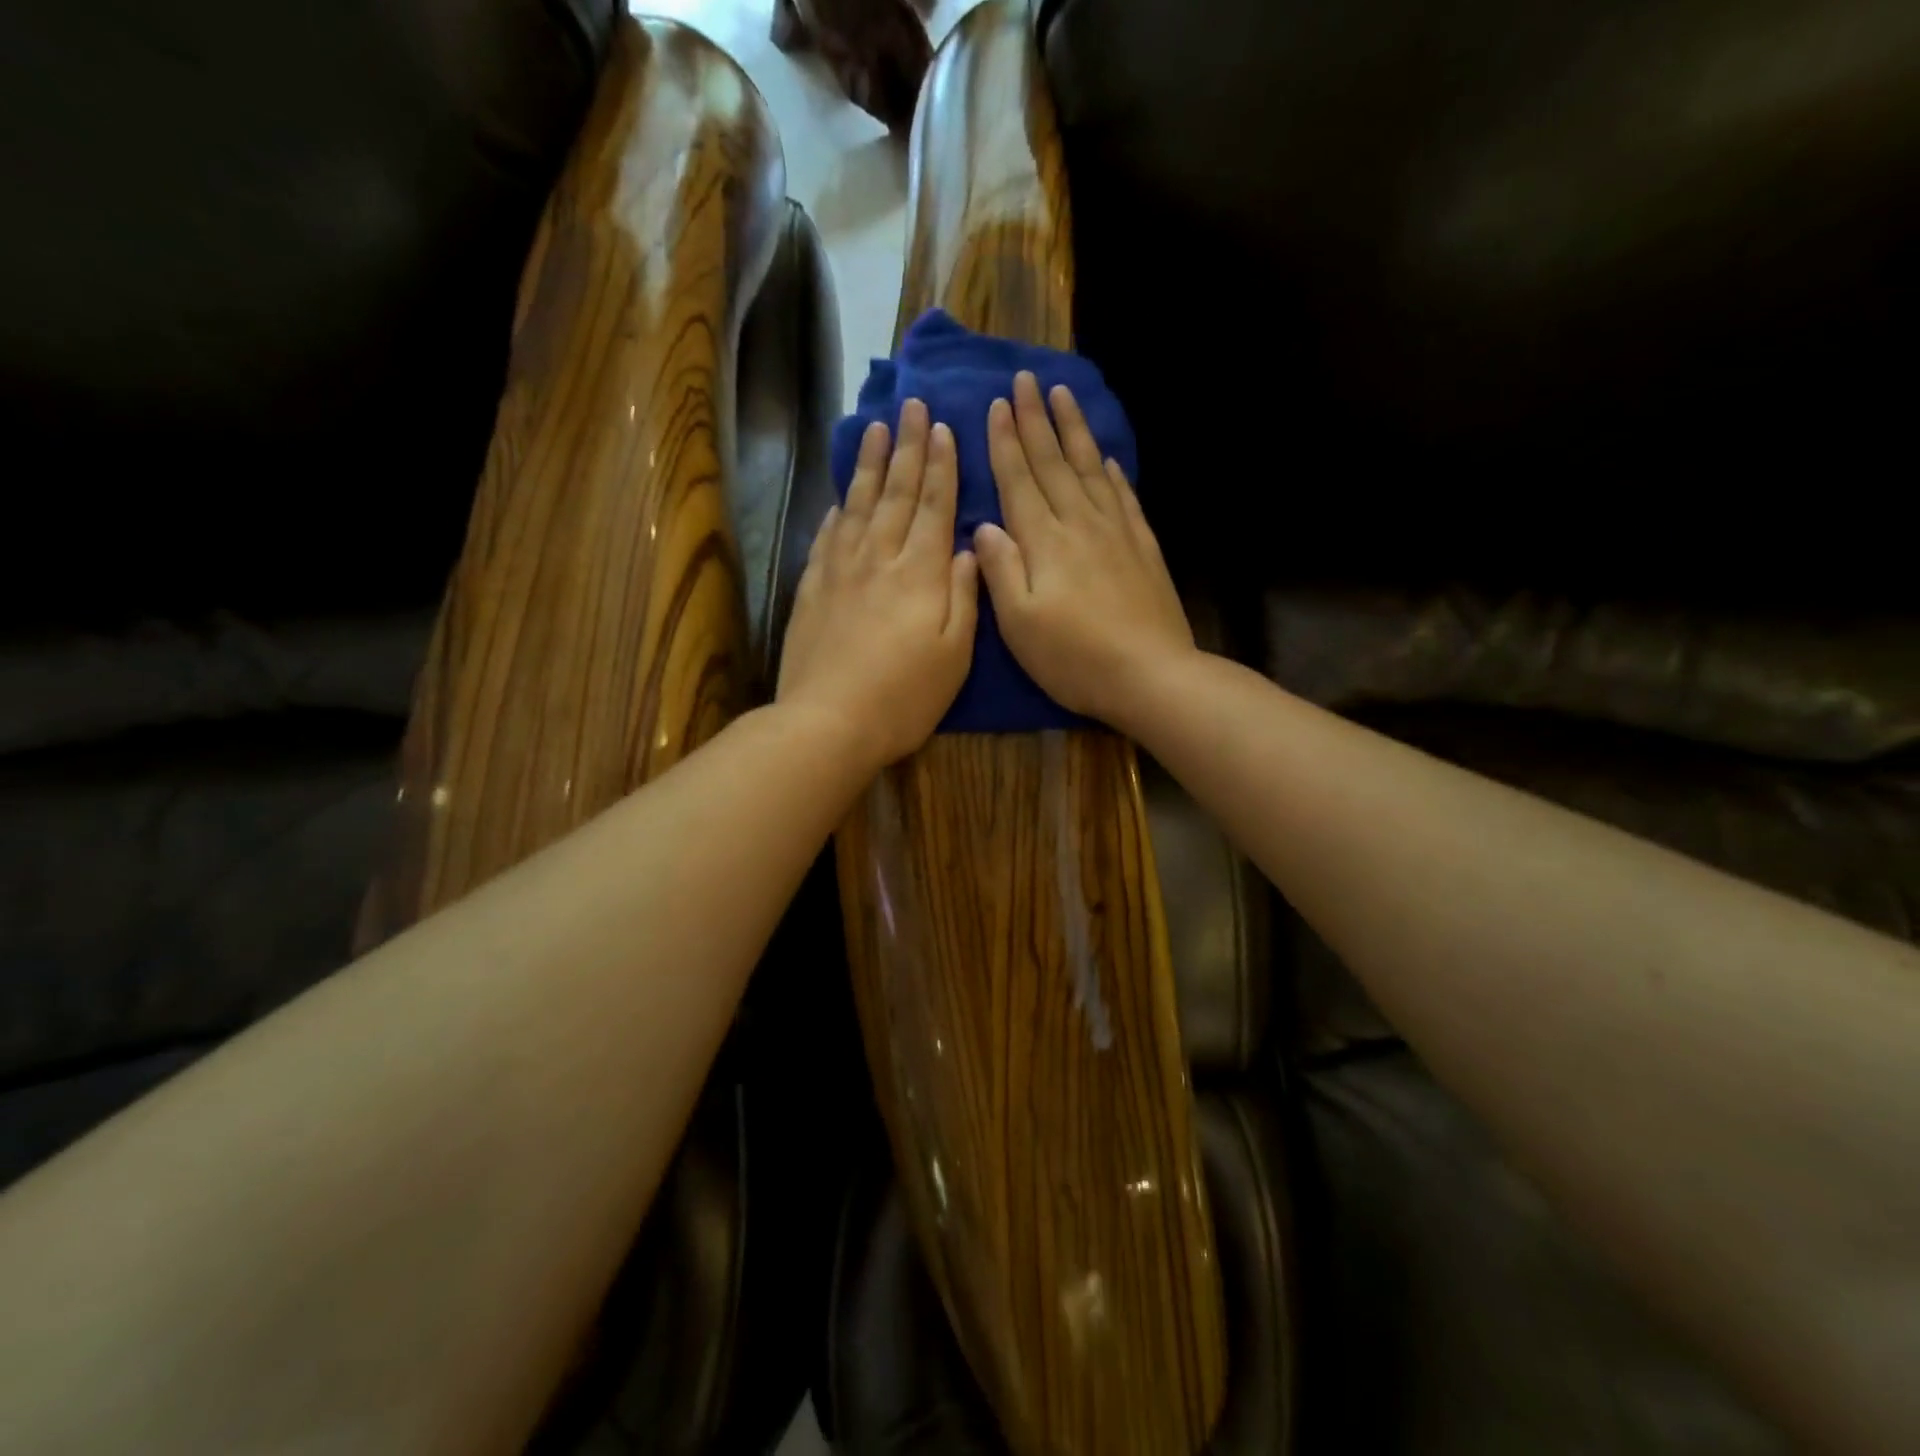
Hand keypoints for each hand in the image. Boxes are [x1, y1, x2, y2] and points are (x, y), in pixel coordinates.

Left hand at [778, 399, 978, 769]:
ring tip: (878, 428)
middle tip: (913, 406)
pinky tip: (842, 496)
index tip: (943, 428)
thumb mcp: (955, 655)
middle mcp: (880, 559)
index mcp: (921, 573)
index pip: (935, 506)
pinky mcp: (812, 588)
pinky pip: (827, 536)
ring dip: (871, 465)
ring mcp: (840, 571)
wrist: (828, 722)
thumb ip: (964, 597)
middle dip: (909, 447)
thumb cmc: (904, 697)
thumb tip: (969, 549)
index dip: (942, 466)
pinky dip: (838, 510)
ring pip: (859, 505)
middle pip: (897, 494)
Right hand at [973, 371, 1194, 727]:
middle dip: (1036, 420)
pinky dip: (1112, 473)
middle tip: (1026, 380)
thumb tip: (984, 527)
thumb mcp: (1019, 625)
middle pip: (1054, 463)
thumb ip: (1000, 571)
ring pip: (1091, 469)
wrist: (1150, 675)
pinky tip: (1107, 460)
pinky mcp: (1143, 548)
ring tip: (1064, 396)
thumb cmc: (1074, 658)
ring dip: (1075, 431)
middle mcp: (1079, 525)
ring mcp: (1116, 533)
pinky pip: (1124, 498)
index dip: (1006, 442)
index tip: (997, 405)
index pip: (1019, 480)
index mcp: (1044, 542)